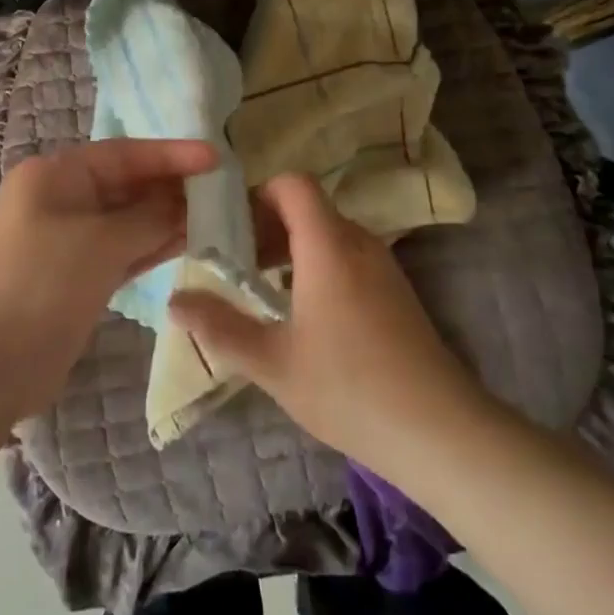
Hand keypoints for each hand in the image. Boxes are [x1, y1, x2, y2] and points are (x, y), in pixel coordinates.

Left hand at [0, 138, 217, 419]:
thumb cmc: (40, 284)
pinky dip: (152, 247)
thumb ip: (149, 218)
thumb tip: (186, 205)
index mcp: (55, 175)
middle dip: (171, 187)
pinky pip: (123, 251)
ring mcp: (69, 241)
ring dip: (167, 219)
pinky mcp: (77, 277)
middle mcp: (61, 200)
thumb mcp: (100, 243)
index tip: (216, 158)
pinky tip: (189, 242)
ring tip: (217, 216)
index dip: (171, 155)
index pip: (124, 154)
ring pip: (128, 220)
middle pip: (126, 185)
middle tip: (224, 191)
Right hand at [169, 173, 485, 476]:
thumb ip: (220, 327)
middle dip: (267, 226)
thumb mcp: (272, 362)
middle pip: (308, 208)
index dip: (258, 193)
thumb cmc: (348, 388)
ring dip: (292, 248)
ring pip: (328, 233)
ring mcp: (382, 266)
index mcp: (327, 245)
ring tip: (262, 289)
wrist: (438, 429)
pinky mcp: (395, 290)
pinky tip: (303, 313)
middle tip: (234, 263)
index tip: (229, 225)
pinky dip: (318, 265)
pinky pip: (348, 256)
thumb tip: (175, 301)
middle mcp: (358, 243)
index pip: (293, 185)